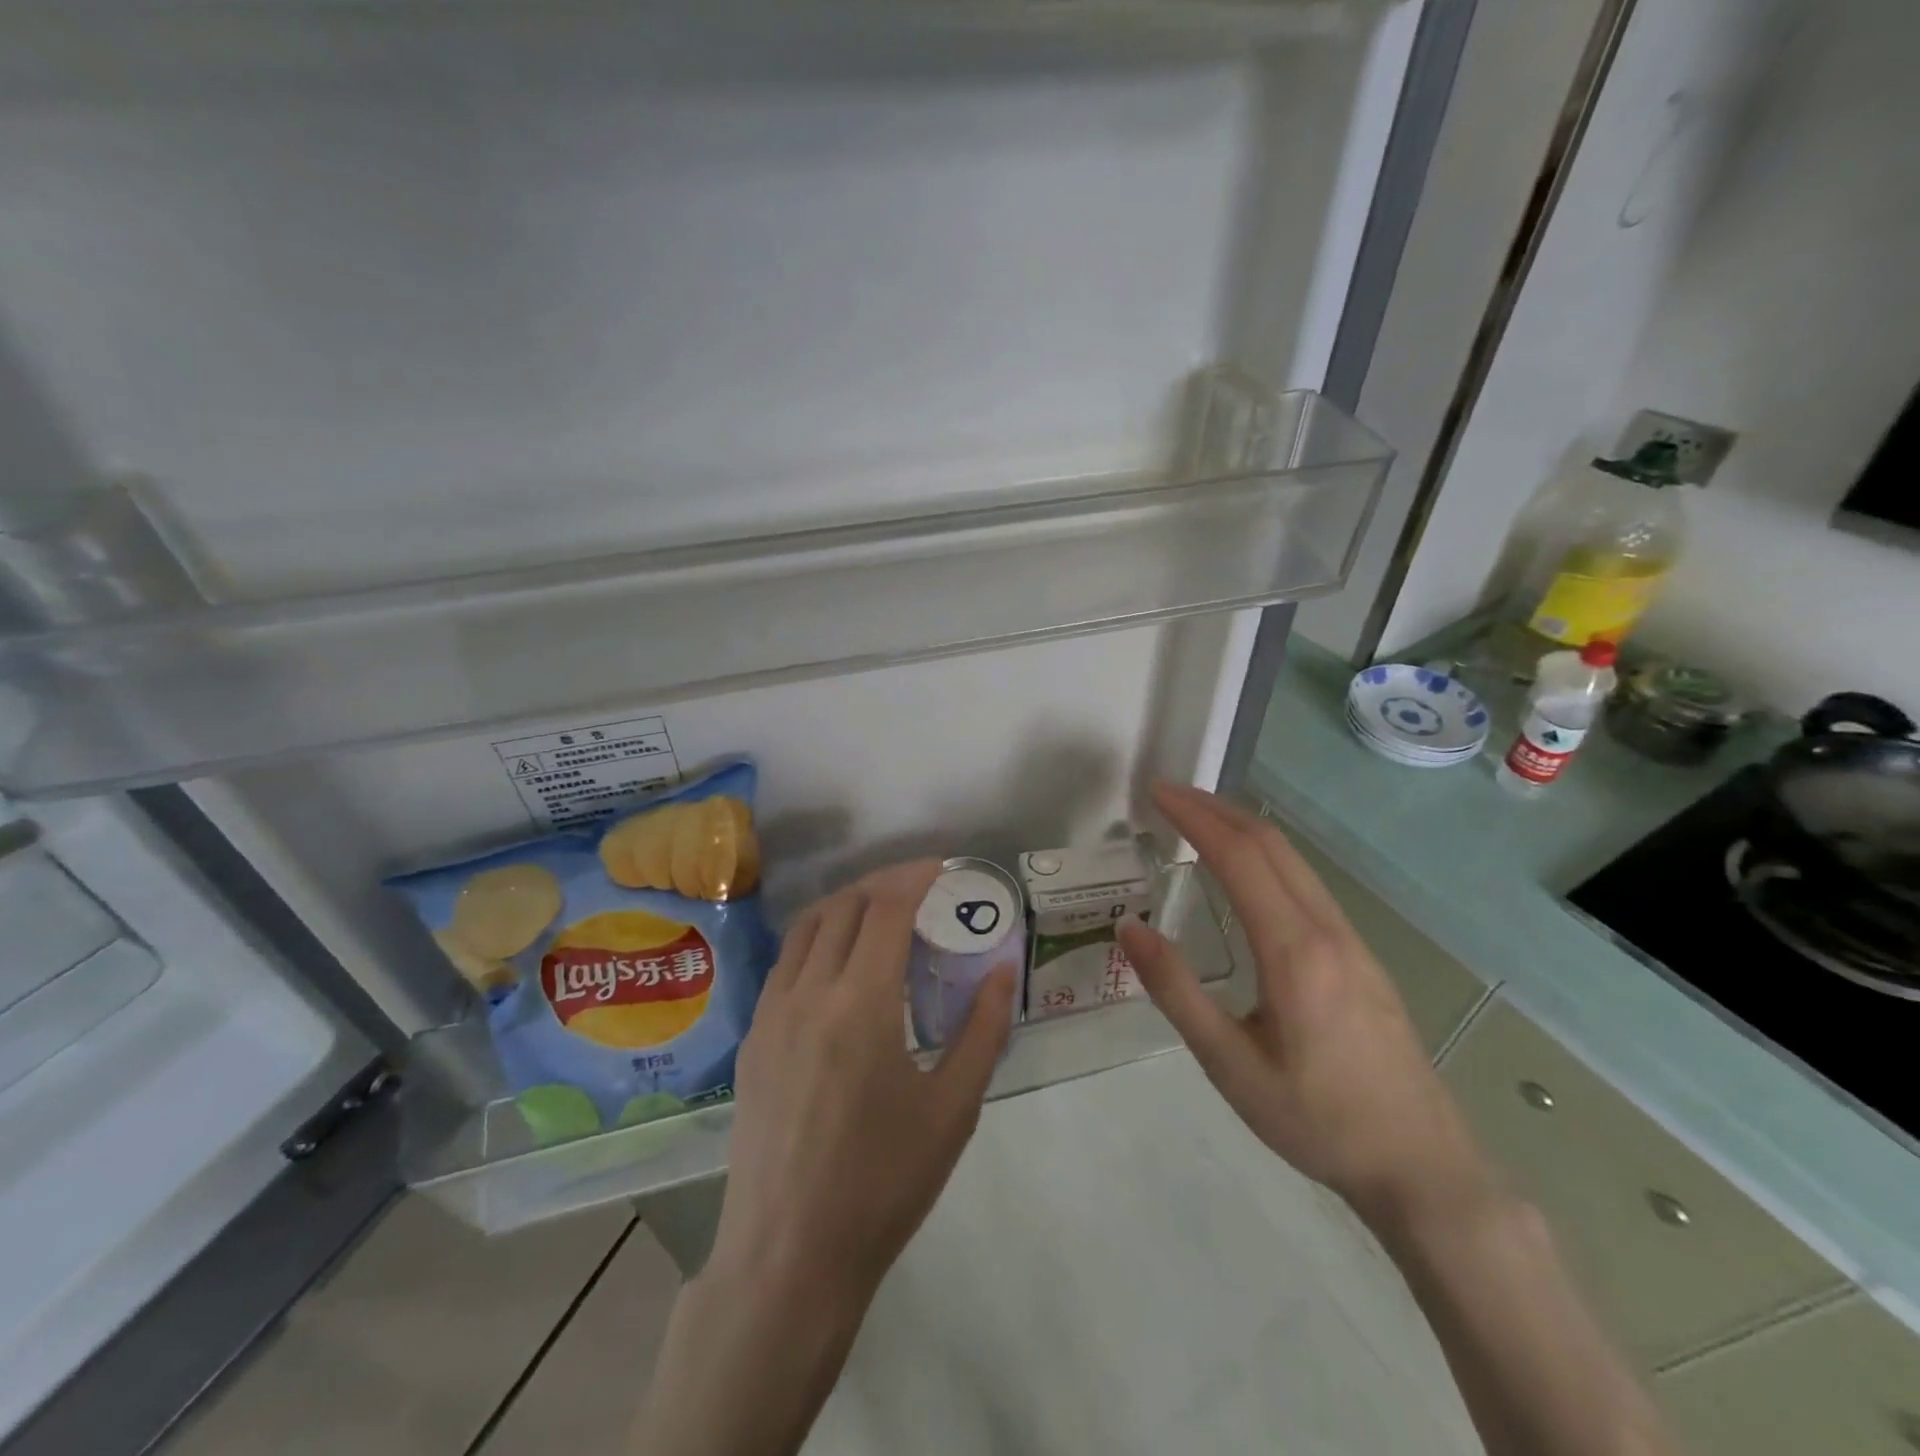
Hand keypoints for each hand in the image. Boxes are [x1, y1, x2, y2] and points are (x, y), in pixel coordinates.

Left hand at [707, 859, 1017, 1313]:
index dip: (915, 877)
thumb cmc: (883, 1184)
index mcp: (861, 1005)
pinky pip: (786, 962)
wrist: (789, 1256)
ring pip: (807, 927)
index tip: (942, 868)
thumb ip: (983, 1030)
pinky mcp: (752, 1038)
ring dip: (846, 904)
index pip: (886, 908)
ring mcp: (771, 1013)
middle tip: (919, 889)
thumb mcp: (953, 1109)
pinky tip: (840, 964)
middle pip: (844, 906)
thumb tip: (1003, 969)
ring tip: (880, 913)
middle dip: (884, 883)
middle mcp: (809, 993)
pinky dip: (817, 938)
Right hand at [1119, 783, 1489, 1225]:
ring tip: (1198, 820)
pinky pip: (1308, 883)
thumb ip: (1176, 991)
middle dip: (1217, 808)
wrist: (1423, 1166)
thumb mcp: (1230, 1064)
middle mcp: (1328, 930)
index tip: (1156, 792)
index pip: (1240, 856)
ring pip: (1295, 860)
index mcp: (1294, 951)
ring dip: (1243, 828)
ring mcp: (1353, 940)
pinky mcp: (1362, 956)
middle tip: (1168, 794)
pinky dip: (1266, 855)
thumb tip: (1129, 928)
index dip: (1195, 816)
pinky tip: (1246, 872)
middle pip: (1271, 844)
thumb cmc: (1317, 1120)